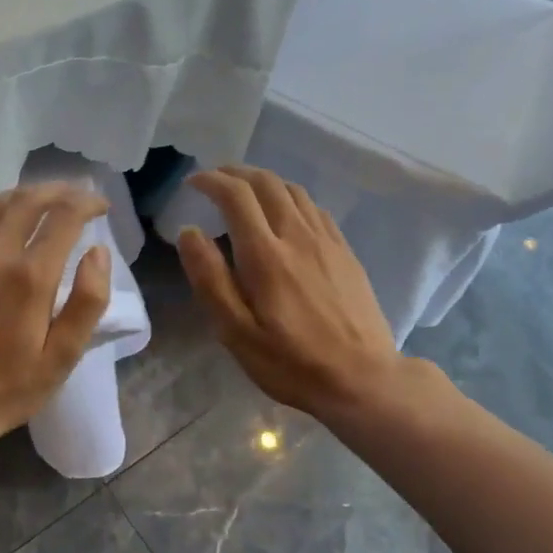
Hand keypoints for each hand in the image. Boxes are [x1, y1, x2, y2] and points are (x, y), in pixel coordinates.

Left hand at [0, 183, 112, 439]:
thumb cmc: (10, 387)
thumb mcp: (63, 355)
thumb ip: (88, 301)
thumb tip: (98, 252)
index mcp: (31, 278)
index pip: (64, 218)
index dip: (87, 203)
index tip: (100, 206)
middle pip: (27, 202)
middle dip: (57, 191)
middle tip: (74, 195)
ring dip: (20, 194)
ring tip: (38, 199)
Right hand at [175, 166, 425, 419]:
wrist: (362, 379)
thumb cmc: (291, 363)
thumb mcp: (236, 333)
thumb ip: (210, 280)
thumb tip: (189, 233)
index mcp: (266, 255)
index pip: (236, 196)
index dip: (211, 181)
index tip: (193, 183)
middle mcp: (298, 236)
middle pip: (267, 183)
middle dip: (236, 173)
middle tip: (215, 180)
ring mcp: (327, 241)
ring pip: (293, 191)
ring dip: (264, 182)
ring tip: (245, 193)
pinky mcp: (345, 252)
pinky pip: (315, 208)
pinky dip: (290, 198)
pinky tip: (285, 215)